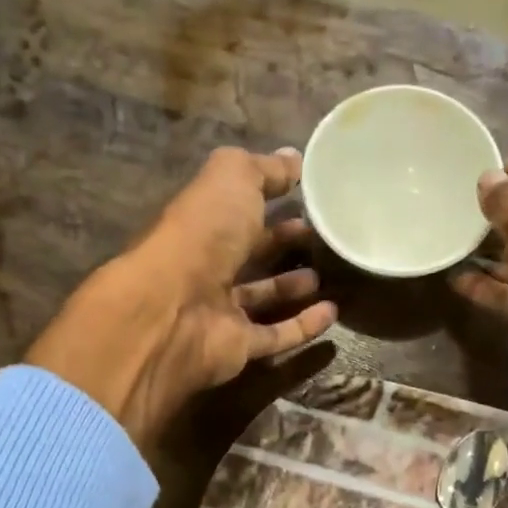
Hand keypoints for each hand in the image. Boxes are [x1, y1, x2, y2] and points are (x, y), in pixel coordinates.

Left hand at [28, 147, 336, 449]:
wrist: (176, 309)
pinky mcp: (238, 347)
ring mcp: (221, 311)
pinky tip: (331, 314)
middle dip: (280, 241)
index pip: (235, 206)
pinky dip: (303, 327)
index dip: (266, 196)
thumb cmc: (203, 234)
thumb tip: (294, 159)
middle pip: (248, 252)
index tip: (304, 192)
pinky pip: (275, 336)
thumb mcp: (232, 179)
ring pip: (261, 297)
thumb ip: (264, 169)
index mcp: (201, 221)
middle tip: (319, 234)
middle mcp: (207, 266)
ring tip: (325, 274)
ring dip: (290, 286)